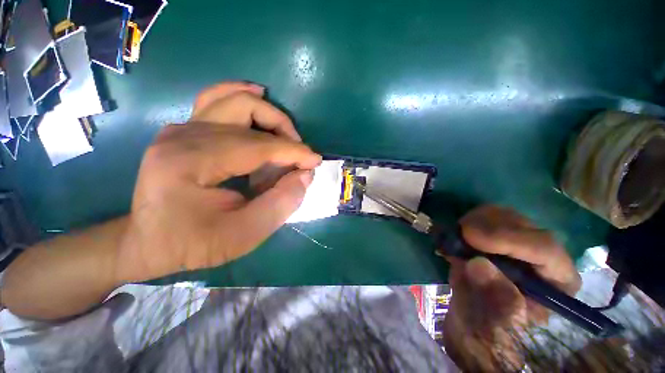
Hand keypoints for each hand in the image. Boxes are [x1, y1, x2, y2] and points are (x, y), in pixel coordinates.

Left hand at [116, 82, 321, 282]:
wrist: (149, 244)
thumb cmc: (194, 244)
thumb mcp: (243, 235)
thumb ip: (280, 204)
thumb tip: (305, 175)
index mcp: (190, 161)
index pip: (257, 145)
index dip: (293, 152)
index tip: (315, 161)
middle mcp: (183, 135)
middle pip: (245, 110)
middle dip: (282, 129)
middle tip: (299, 152)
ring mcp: (181, 129)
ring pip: (232, 99)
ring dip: (267, 113)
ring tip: (287, 134)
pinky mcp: (185, 131)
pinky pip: (217, 102)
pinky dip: (242, 98)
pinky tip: (258, 96)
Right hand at [442, 205, 580, 371]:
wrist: (473, 319)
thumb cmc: (489, 327)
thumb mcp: (492, 323)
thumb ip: (492, 297)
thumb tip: (478, 264)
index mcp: (556, 282)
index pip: (545, 249)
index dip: (507, 239)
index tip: (469, 237)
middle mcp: (544, 255)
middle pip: (522, 224)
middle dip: (485, 227)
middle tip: (456, 235)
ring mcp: (520, 240)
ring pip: (502, 214)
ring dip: (473, 222)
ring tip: (454, 240)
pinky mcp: (498, 234)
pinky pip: (484, 215)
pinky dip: (466, 221)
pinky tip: (454, 236)